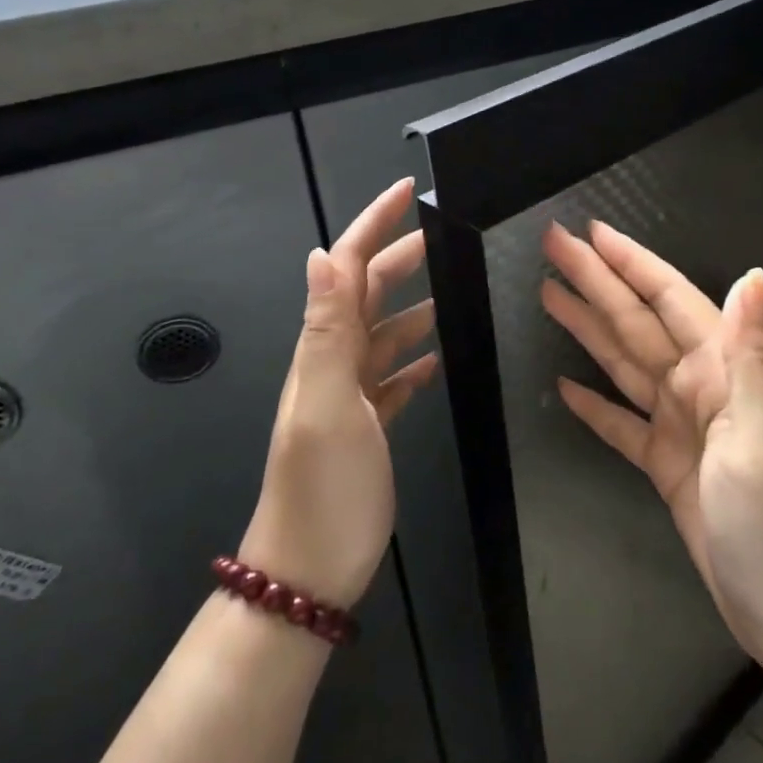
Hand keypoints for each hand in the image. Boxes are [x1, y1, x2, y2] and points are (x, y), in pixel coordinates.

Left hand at [240, 179, 438, 610]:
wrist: (309, 571)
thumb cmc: (323, 489)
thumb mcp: (326, 405)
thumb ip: (326, 331)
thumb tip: (320, 256)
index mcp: (324, 348)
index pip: (346, 268)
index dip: (373, 225)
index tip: (407, 191)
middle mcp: (334, 362)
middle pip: (368, 293)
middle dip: (400, 256)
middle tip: (443, 234)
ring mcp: (351, 395)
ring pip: (385, 334)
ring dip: (414, 305)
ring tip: (453, 290)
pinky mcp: (368, 425)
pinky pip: (393, 378)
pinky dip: (414, 360)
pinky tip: (437, 359)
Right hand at [540, 222, 762, 672]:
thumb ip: (754, 356)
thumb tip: (751, 276)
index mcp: (723, 371)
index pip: (669, 299)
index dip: (630, 263)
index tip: (591, 232)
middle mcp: (700, 387)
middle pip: (636, 322)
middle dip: (595, 281)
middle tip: (552, 246)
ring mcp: (681, 425)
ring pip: (624, 363)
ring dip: (587, 328)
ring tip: (548, 295)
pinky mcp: (666, 464)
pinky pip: (621, 423)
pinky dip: (594, 404)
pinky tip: (565, 387)